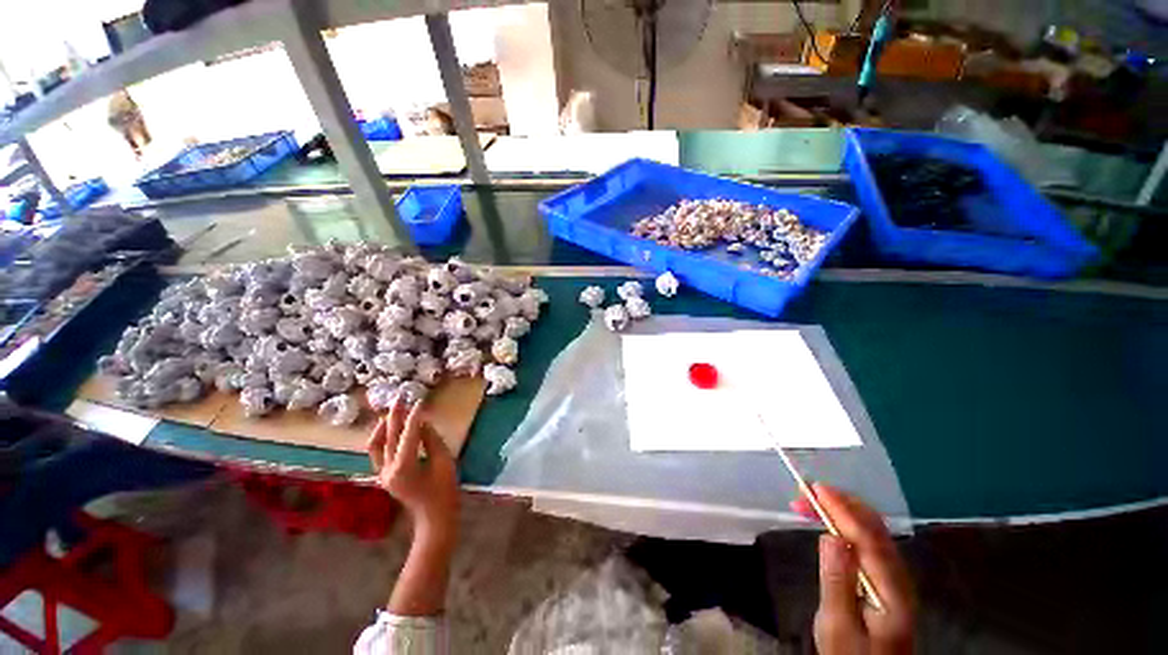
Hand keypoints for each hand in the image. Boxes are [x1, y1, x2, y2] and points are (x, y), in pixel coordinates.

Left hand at [367, 399, 458, 536]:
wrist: (434, 517)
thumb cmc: (445, 490)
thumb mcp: (444, 462)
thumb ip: (432, 440)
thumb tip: (423, 422)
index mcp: (405, 467)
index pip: (408, 434)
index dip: (415, 416)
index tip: (420, 401)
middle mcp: (388, 470)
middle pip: (389, 437)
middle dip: (395, 416)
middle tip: (400, 397)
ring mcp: (383, 475)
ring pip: (375, 446)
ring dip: (383, 427)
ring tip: (391, 412)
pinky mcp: (384, 477)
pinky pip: (377, 454)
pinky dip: (381, 440)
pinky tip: (389, 430)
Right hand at [791, 483, 914, 654]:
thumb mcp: (837, 625)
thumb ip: (837, 581)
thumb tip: (832, 536)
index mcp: (891, 590)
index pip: (868, 538)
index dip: (842, 509)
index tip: (815, 488)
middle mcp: (898, 577)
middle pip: (874, 527)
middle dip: (840, 503)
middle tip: (805, 493)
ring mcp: (893, 577)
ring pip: (871, 530)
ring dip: (841, 510)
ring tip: (809, 503)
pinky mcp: (884, 579)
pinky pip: (867, 540)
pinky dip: (846, 523)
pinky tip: (828, 522)